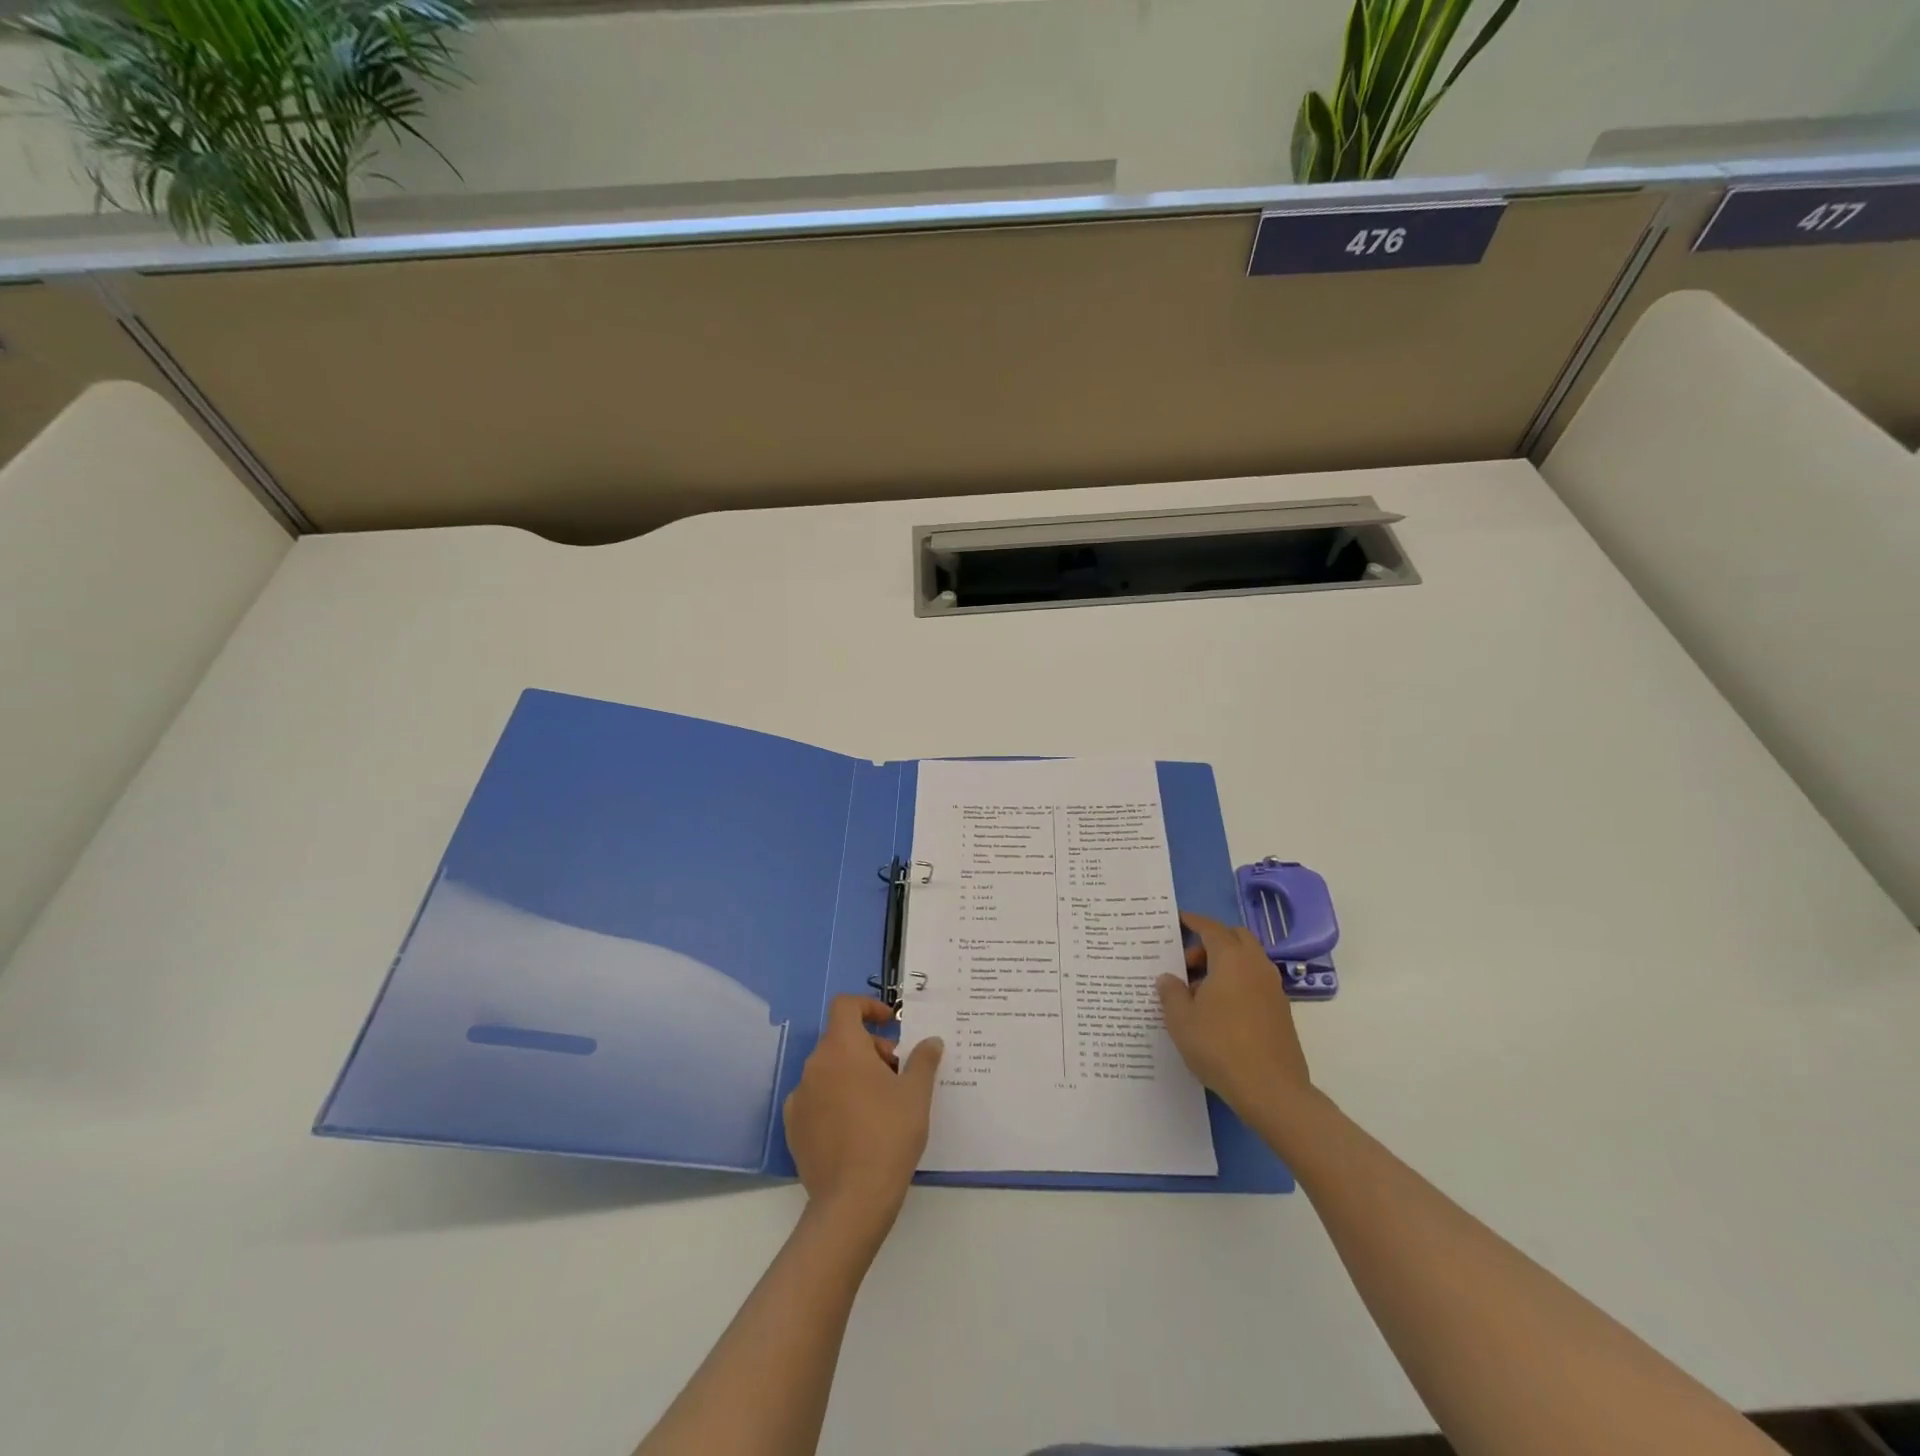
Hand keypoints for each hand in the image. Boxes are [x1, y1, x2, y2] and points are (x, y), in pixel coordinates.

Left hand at [784, 995, 942, 1235]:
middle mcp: (814, 1065)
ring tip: (881, 1103)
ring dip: (854, 1074)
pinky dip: (836, 1101)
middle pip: (841, 1040)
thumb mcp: (916, 1093)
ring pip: (829, 1070)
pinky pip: (817, 1100)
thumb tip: (931, 1041)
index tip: (891, 1024)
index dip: (868, 1006)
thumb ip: (923, 1060)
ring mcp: (800, 1098)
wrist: (853, 1200)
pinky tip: (856, 1128)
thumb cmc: (889, 1134)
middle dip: (870, 1048)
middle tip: (897, 1073)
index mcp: (841, 1048)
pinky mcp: (794, 1128)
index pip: (845, 1006)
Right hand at [1157, 912, 1314, 1127]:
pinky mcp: (1281, 1011)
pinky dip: (1237, 982)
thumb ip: (1171, 993)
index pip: (1211, 928)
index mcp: (1232, 959)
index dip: (1193, 921)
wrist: (1272, 1091)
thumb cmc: (1220, 1047)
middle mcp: (1256, 966)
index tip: (1178, 920)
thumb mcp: (1181, 1020)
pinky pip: (1255, 981)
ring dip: (1224, 964)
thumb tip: (1168, 978)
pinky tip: (1219, 1010)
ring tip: (1199, 991)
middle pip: (1235, 938)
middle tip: (1188, 964)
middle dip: (1211, 942)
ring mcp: (1273, 989)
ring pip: (1247, 960)